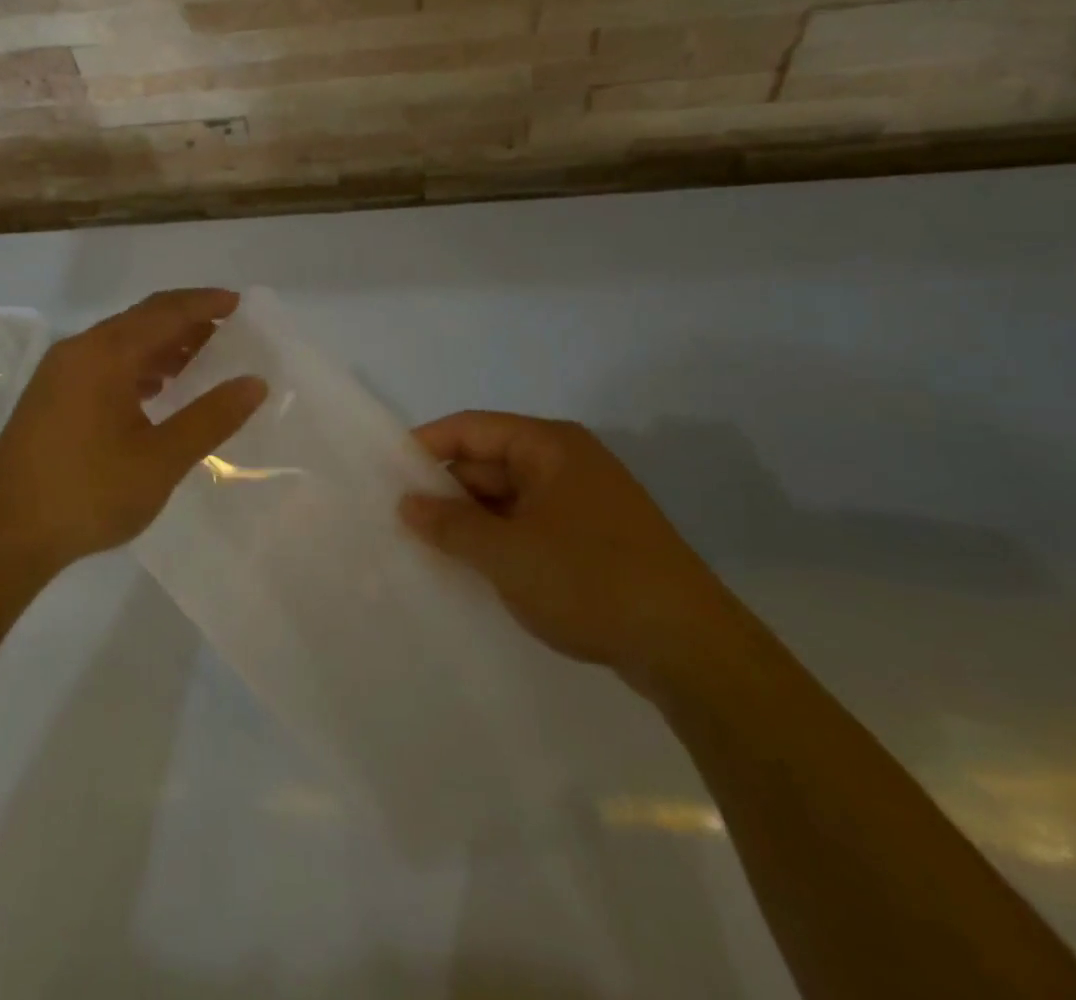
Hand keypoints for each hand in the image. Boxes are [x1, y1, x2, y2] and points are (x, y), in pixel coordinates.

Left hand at [0, 289, 265, 570]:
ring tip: (199, 362)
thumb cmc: (87, 492)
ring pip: (121, 343)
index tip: (239, 303)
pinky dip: (137, 367)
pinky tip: (155, 392)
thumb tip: (254, 383)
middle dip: (186, 322)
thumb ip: (211, 418)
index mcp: (106, 353)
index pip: (166, 312)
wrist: (1, 535)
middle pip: (141, 320)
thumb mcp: (161, 458)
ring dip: (161, 346)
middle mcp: (80, 350)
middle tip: (227, 331)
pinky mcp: (50, 398)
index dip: (205, 304)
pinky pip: (103, 364)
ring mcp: (59, 374)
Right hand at [402, 412, 733, 688]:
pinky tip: (473, 568)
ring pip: (508, 498)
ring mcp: (582, 502)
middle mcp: (566, 462)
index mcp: (548, 446)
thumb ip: (450, 525)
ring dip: (471, 520)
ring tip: (426, 547)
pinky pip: (529, 525)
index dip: (426, 446)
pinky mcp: (592, 538)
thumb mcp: (506, 553)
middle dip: (446, 490)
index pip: (471, 428)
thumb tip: (406, 504)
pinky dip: (499, 540)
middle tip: (399, 520)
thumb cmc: (589, 580)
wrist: (689, 648)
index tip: (386, 473)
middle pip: (489, 462)